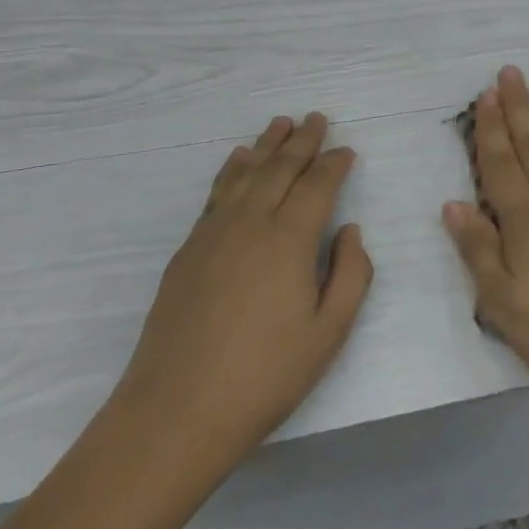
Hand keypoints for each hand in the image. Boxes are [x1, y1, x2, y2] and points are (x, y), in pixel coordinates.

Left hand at [116, 113, 372, 480]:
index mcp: (290, 239)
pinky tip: (237, 161)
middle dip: (302, 140)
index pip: (317, 185)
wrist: (177, 410)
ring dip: (266, 146)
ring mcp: (213, 233)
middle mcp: (250, 222)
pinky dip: (232, 170)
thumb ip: (351, 275)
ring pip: (245, 173)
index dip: (334, 163)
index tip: (347, 149)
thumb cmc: (265, 375)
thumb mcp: (329, 333)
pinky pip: (216, 193)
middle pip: (280, 168)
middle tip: (316, 118)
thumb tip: (350, 230)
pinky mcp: (188, 249)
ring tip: (279, 124)